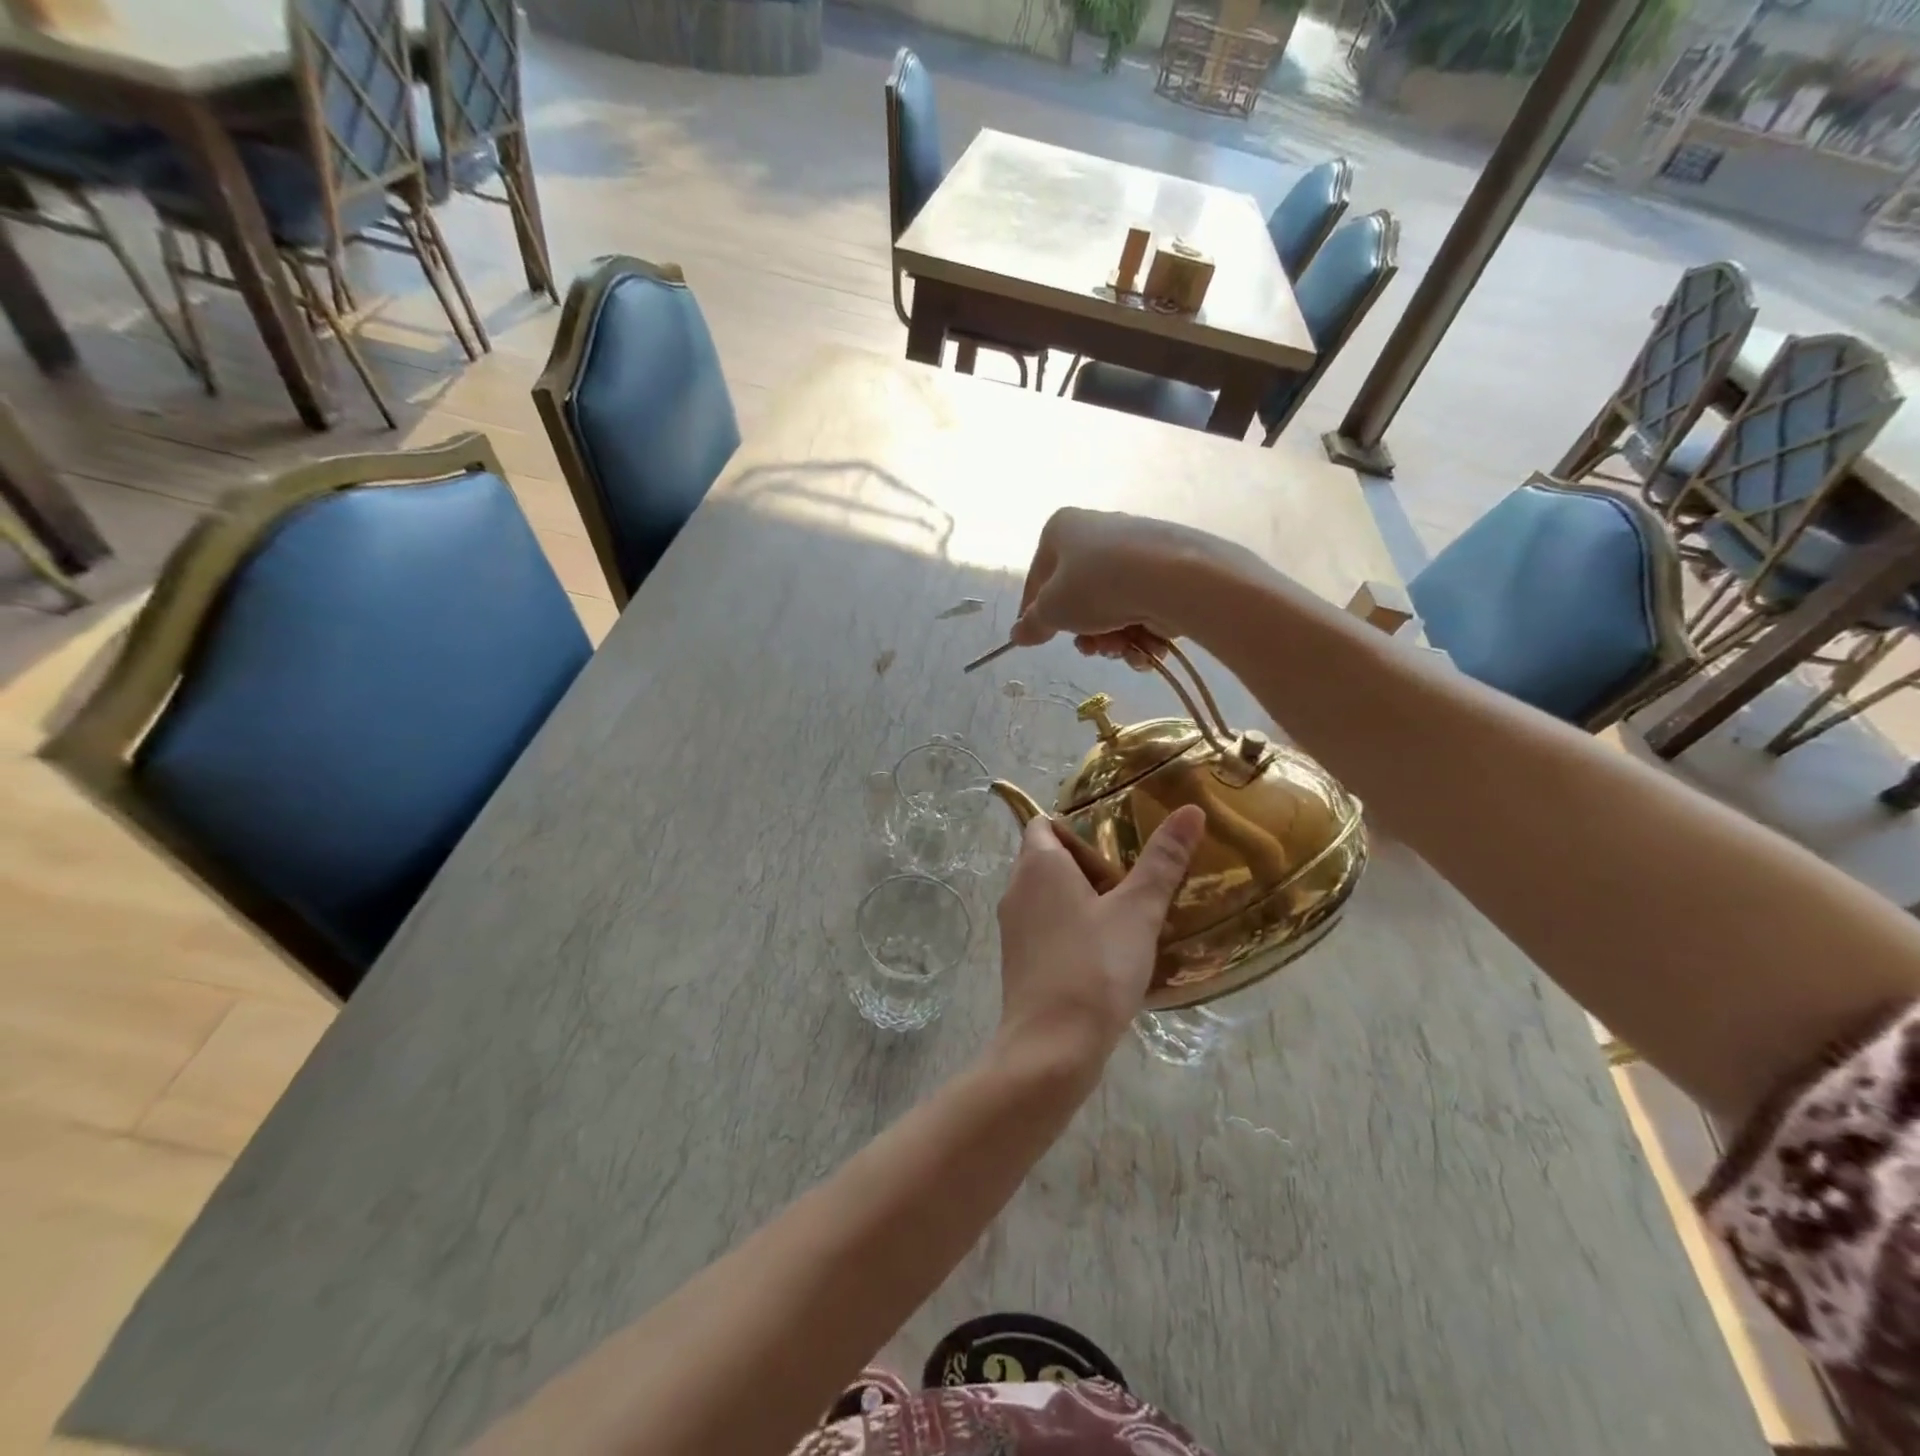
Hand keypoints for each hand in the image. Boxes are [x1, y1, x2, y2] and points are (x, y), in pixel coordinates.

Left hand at [992, 806, 1206, 1076]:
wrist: (1051, 1048)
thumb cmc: (1094, 967)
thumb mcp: (1137, 911)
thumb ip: (1163, 861)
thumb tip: (1190, 810)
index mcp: (1038, 865)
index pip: (1044, 823)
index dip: (1077, 823)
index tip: (1117, 836)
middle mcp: (1017, 889)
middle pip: (1048, 858)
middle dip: (1089, 861)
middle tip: (1134, 872)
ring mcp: (1014, 927)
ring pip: (1048, 895)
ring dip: (1083, 896)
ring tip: (1130, 908)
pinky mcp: (1020, 960)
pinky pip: (1047, 927)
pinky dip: (1073, 926)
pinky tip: (1110, 948)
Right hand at [1008, 509, 1237, 665]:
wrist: (1172, 578)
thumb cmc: (1096, 586)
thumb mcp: (1052, 610)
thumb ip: (1032, 623)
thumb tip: (1017, 633)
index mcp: (1062, 529)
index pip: (1038, 578)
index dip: (1034, 613)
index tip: (1036, 640)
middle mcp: (1098, 531)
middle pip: (1079, 596)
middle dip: (1084, 633)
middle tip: (1090, 649)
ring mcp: (1135, 550)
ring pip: (1112, 607)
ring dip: (1113, 639)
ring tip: (1122, 649)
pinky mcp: (1167, 570)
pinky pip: (1142, 607)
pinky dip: (1141, 633)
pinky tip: (1146, 646)